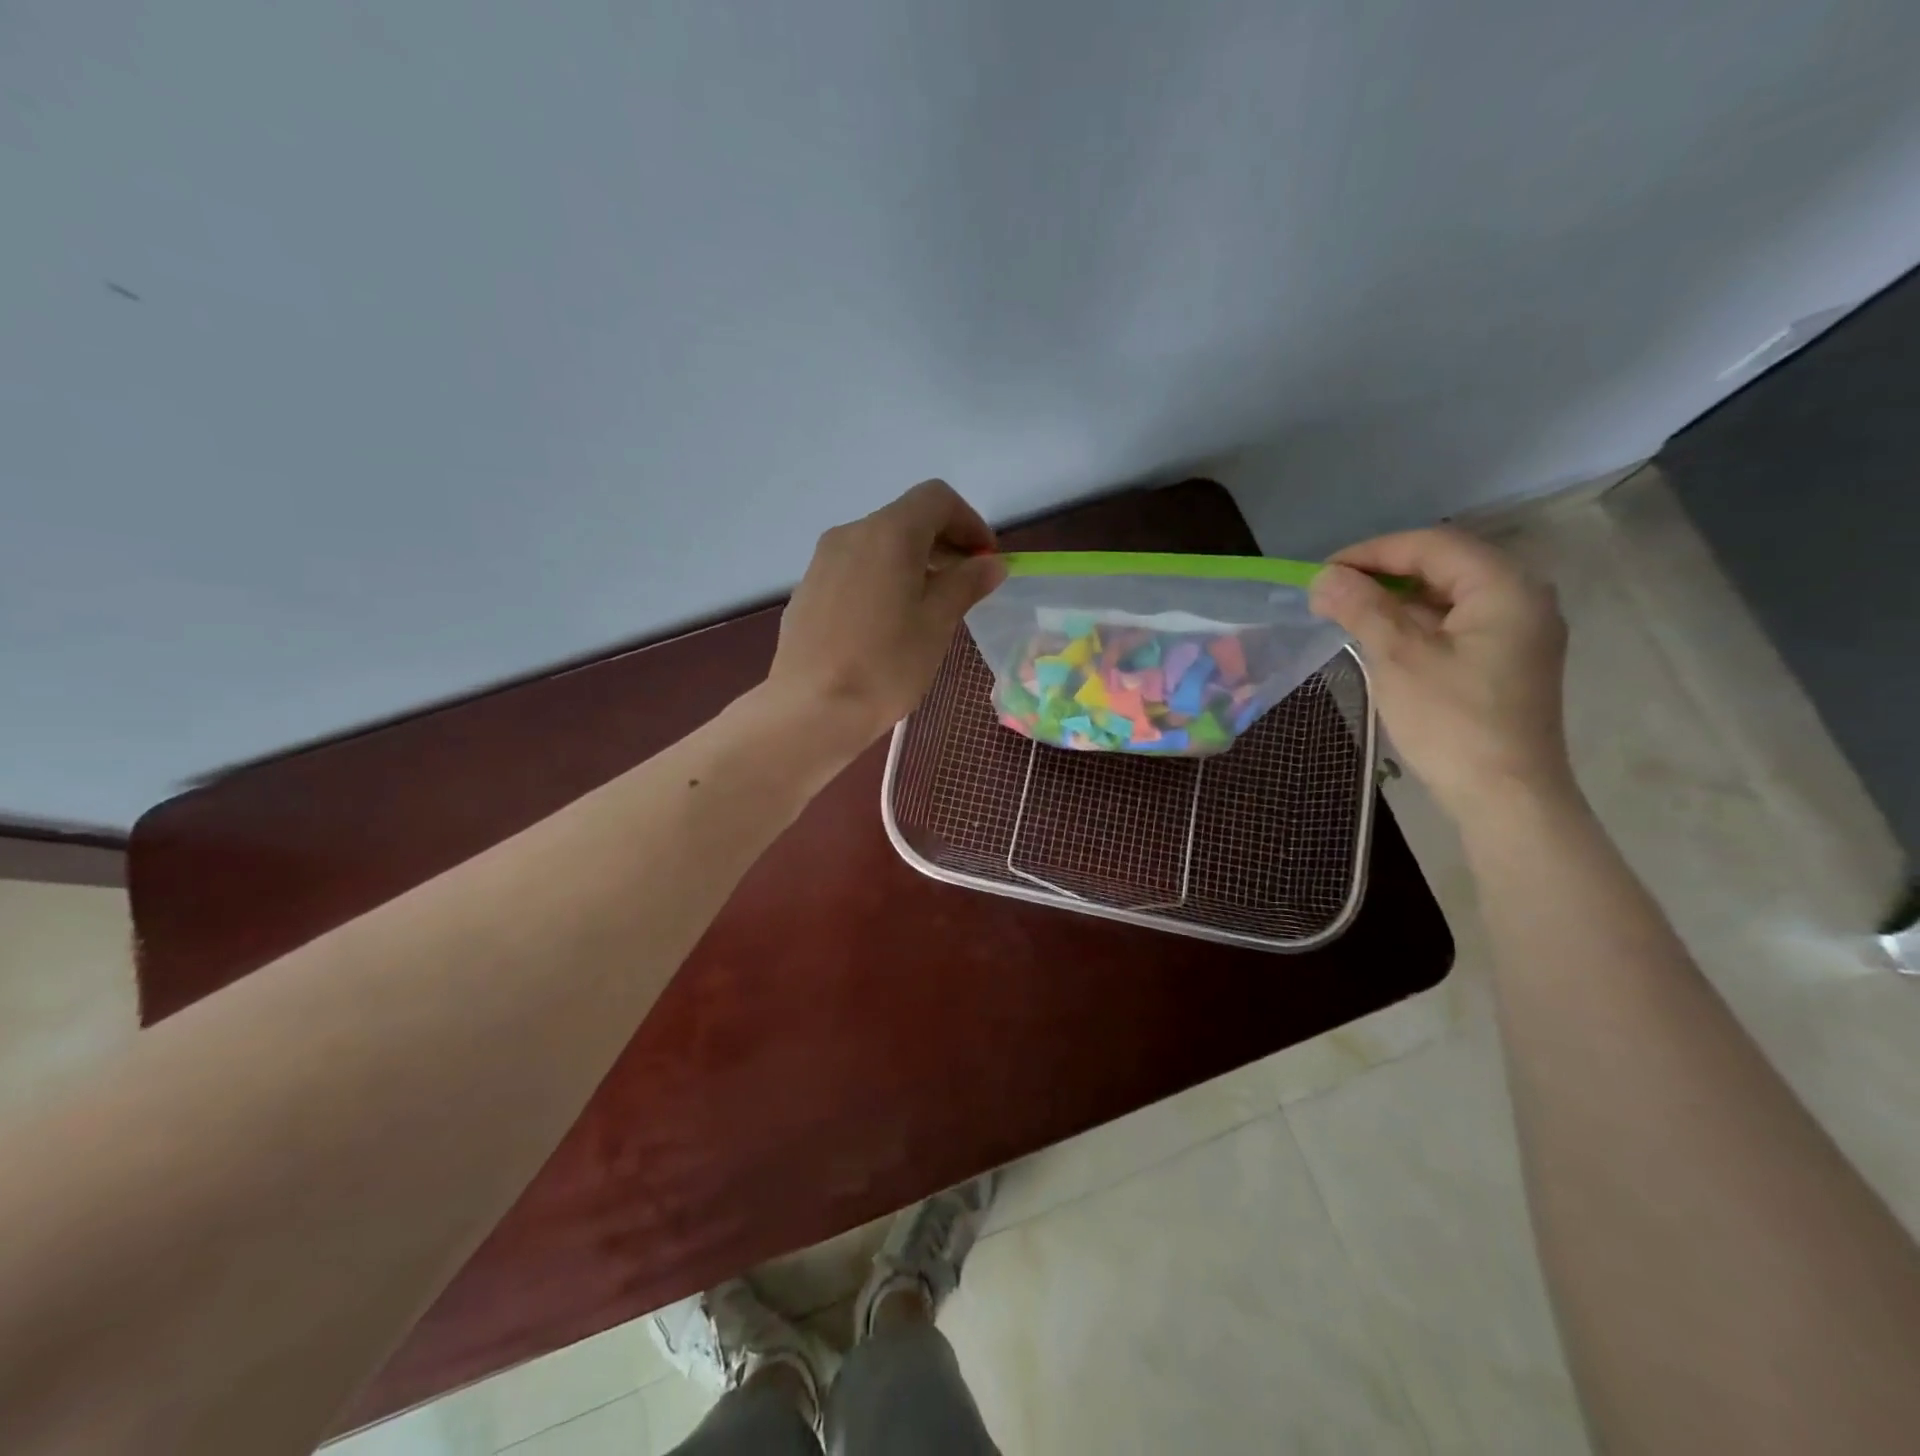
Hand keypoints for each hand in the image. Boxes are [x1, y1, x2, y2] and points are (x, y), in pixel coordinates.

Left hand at [766, 479, 1007, 747]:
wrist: (811, 708)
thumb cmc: (885, 664)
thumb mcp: (937, 623)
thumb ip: (966, 584)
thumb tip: (990, 564)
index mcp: (888, 533)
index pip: (936, 499)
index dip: (970, 522)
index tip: (986, 561)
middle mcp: (851, 534)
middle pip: (906, 519)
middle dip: (943, 543)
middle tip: (966, 586)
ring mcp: (822, 561)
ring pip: (878, 545)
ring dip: (912, 563)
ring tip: (928, 607)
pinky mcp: (808, 589)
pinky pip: (855, 569)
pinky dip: (882, 579)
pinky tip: (887, 623)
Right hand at [1309, 527, 1572, 818]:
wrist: (1504, 795)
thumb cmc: (1451, 721)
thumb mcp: (1398, 657)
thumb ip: (1362, 607)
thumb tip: (1324, 576)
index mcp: (1504, 587)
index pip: (1432, 545)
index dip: (1373, 551)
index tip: (1323, 572)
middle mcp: (1522, 598)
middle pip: (1445, 565)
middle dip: (1384, 572)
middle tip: (1332, 591)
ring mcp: (1520, 631)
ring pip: (1449, 595)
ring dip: (1397, 598)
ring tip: (1348, 612)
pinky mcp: (1508, 660)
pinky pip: (1457, 622)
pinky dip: (1417, 622)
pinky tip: (1383, 637)